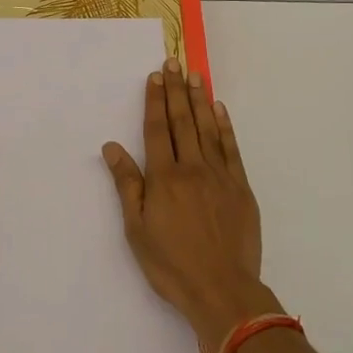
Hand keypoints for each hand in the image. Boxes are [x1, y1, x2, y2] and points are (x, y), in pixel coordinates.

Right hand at [102, 58, 282, 352]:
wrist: (223, 291)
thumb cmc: (172, 264)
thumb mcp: (137, 229)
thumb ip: (127, 184)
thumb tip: (112, 147)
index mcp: (164, 177)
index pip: (157, 129)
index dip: (155, 101)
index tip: (155, 76)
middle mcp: (191, 168)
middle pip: (182, 121)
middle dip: (176, 89)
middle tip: (173, 62)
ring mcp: (219, 176)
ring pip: (207, 128)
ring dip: (200, 99)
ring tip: (195, 75)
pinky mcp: (241, 187)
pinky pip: (231, 149)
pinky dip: (225, 127)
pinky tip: (219, 110)